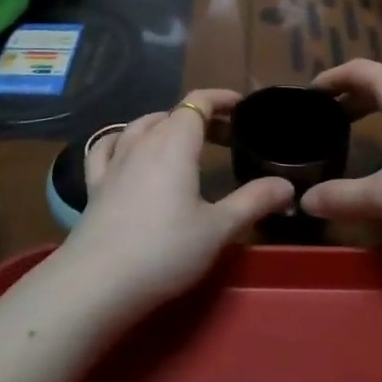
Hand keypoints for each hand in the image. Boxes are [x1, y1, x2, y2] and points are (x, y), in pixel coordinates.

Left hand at [60, 89, 293, 316]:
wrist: (98, 283)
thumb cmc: (165, 250)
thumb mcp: (219, 229)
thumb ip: (254, 201)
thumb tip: (287, 185)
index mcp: (175, 143)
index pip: (198, 102)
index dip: (221, 98)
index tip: (241, 106)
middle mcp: (143, 142)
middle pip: (173, 113)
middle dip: (200, 117)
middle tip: (224, 136)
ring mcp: (114, 162)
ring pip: (140, 126)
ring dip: (164, 124)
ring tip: (181, 139)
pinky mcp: (95, 185)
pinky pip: (106, 147)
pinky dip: (122, 139)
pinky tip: (125, 148)